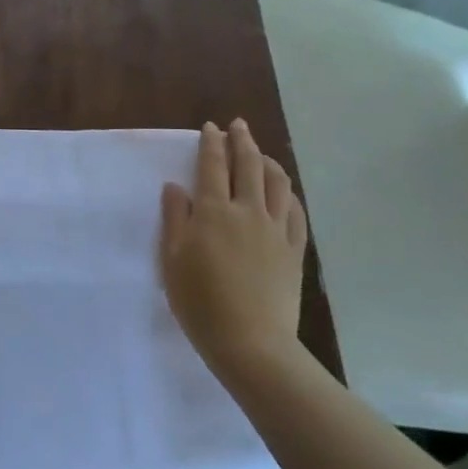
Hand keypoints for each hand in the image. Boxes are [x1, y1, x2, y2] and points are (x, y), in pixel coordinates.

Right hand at [160, 119, 308, 377]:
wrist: (250, 342)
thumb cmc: (200, 302)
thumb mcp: (172, 260)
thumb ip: (174, 218)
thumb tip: (175, 186)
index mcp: (213, 211)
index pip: (213, 165)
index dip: (211, 143)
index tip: (210, 127)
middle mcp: (247, 211)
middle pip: (248, 165)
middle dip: (242, 141)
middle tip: (237, 126)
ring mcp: (275, 230)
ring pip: (277, 183)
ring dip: (268, 161)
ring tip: (261, 153)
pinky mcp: (294, 250)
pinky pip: (295, 212)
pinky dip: (288, 193)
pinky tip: (285, 191)